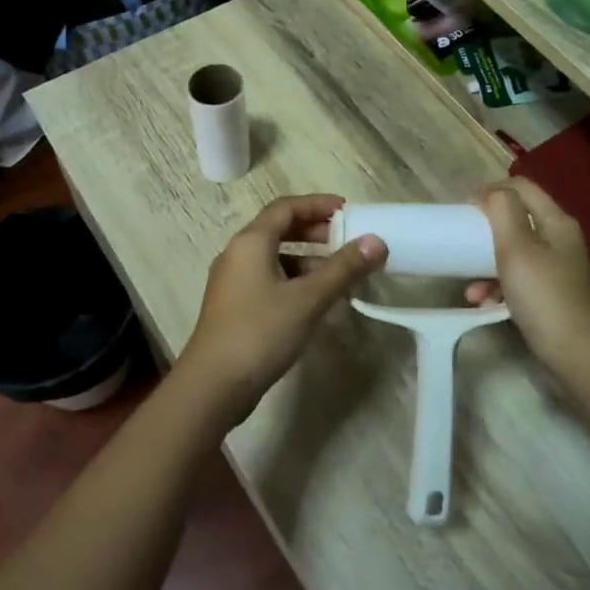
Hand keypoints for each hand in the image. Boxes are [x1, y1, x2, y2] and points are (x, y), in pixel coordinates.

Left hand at [175, 194, 385, 427]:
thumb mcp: (308, 299)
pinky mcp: (234, 306)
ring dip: (307, 259)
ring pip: (275, 257)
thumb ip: (344, 269)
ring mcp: (233, 282)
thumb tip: (377, 241)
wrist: (213, 386)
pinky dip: (294, 280)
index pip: (286, 207)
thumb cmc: (260, 333)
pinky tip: (315, 301)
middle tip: (346, 241)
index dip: (318, 204)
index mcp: (250, 242)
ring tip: (339, 275)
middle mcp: (237, 254)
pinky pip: (269, 279)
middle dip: (314, 231)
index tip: (349, 211)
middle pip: (278, 229)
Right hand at [465, 179, 589, 384]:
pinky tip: (484, 304)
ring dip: (486, 265)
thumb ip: (502, 211)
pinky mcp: (551, 294)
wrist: (576, 354)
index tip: (463, 210)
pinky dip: (498, 287)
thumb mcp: (516, 247)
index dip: (490, 190)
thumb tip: (488, 192)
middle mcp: (560, 240)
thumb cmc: (543, 296)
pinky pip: (518, 279)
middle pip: (517, 220)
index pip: (521, 187)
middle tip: (461, 242)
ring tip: (470, 288)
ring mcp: (557, 268)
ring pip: (514, 253)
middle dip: (485, 232)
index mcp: (556, 222)